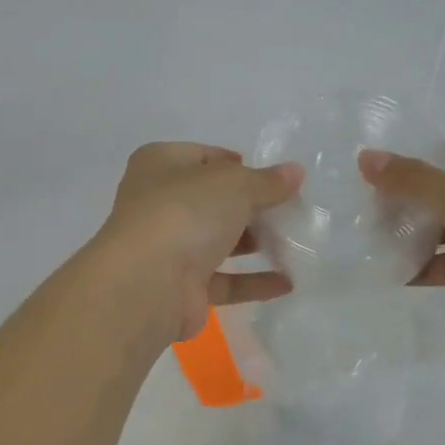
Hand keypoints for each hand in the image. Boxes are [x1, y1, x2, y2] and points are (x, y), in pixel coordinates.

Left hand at [94, 143, 303, 342]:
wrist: (148, 283)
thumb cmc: (185, 212)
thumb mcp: (234, 184)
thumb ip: (266, 181)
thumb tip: (294, 172)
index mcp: (159, 165)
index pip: (202, 157)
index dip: (237, 165)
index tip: (272, 177)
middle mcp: (158, 204)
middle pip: (212, 200)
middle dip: (251, 206)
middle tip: (292, 210)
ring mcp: (168, 248)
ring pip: (217, 241)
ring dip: (255, 243)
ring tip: (297, 243)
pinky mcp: (181, 287)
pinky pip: (223, 280)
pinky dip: (253, 280)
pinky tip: (288, 282)